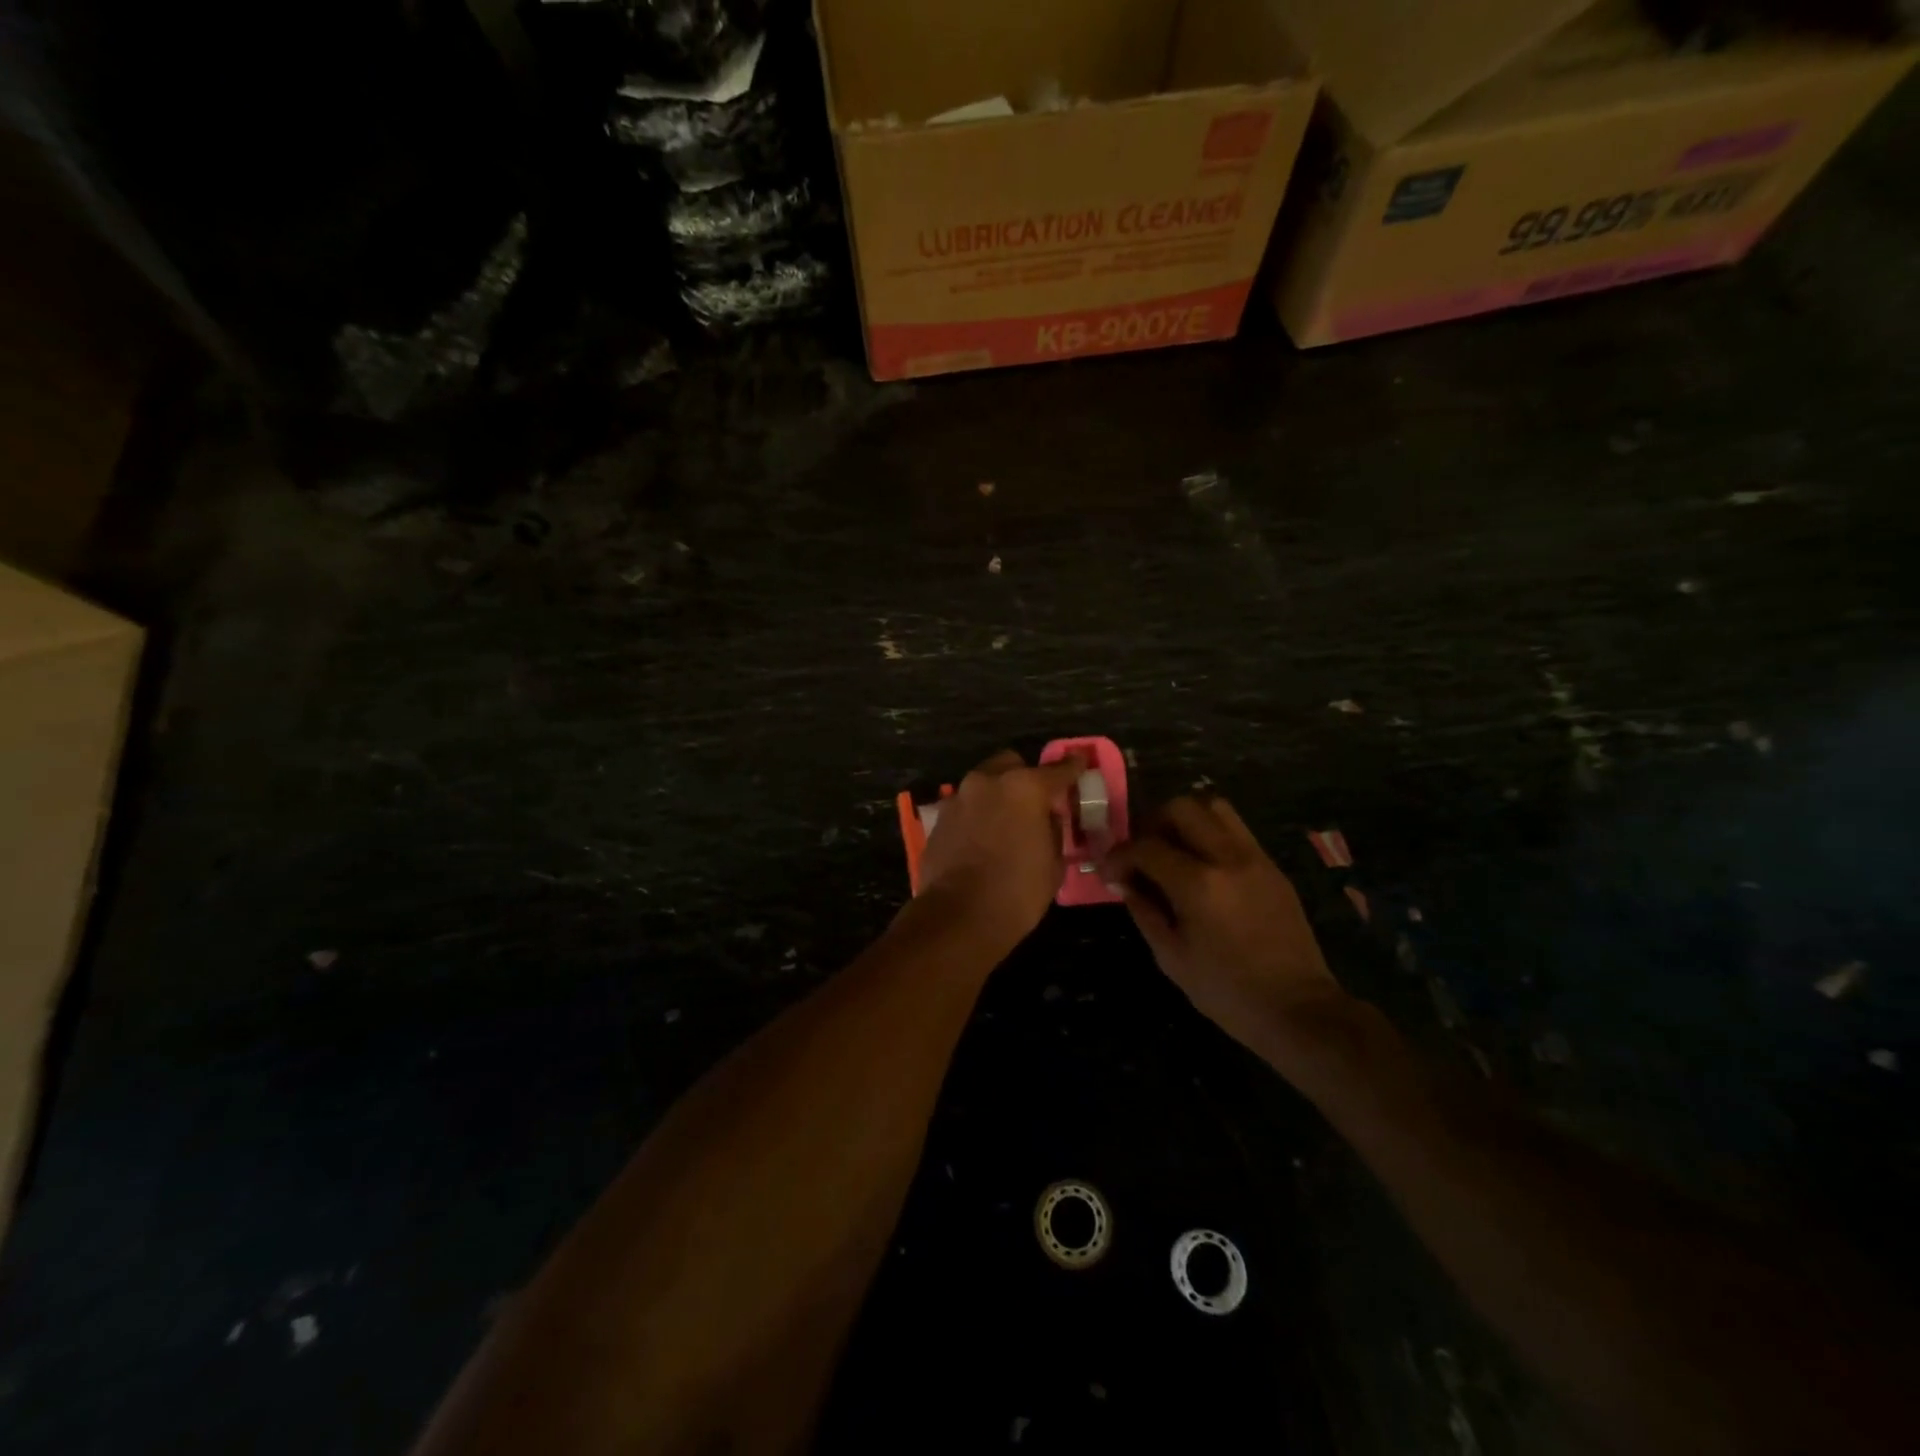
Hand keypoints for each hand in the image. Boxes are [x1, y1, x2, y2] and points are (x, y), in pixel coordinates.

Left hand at [916, 750, 1085, 947]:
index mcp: (1024, 788)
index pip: (1057, 769)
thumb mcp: (1053, 863)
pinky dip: (976, 815)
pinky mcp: (939, 818)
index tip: (1079, 763)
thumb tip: (1047, 818)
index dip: (1072, 767)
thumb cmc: (1017, 891)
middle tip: (1034, 801)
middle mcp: (988, 782)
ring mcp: (958, 797)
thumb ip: (1053, 830)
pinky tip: (982, 839)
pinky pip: (965, 807)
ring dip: (997, 796)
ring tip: (1005, 822)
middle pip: (1011, 764)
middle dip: (1024, 776)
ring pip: (983, 784)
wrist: (958, 916)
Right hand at [1102, 795, 1348, 1058]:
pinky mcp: (1272, 867)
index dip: (1119, 856)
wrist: (1298, 1009)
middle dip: (1152, 823)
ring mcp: (1255, 858)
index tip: (1109, 873)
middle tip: (1143, 852)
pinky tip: (1203, 866)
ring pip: (1214, 807)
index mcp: (1198, 885)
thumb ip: (1144, 911)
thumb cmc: (1227, 991)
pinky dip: (1211, 835)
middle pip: (1181, 808)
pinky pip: (1236, 831)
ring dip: (1185, 819)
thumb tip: (1125, 882)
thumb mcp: (1172, 957)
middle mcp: (1227, 858)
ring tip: (1173, 849)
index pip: (1146, 847)